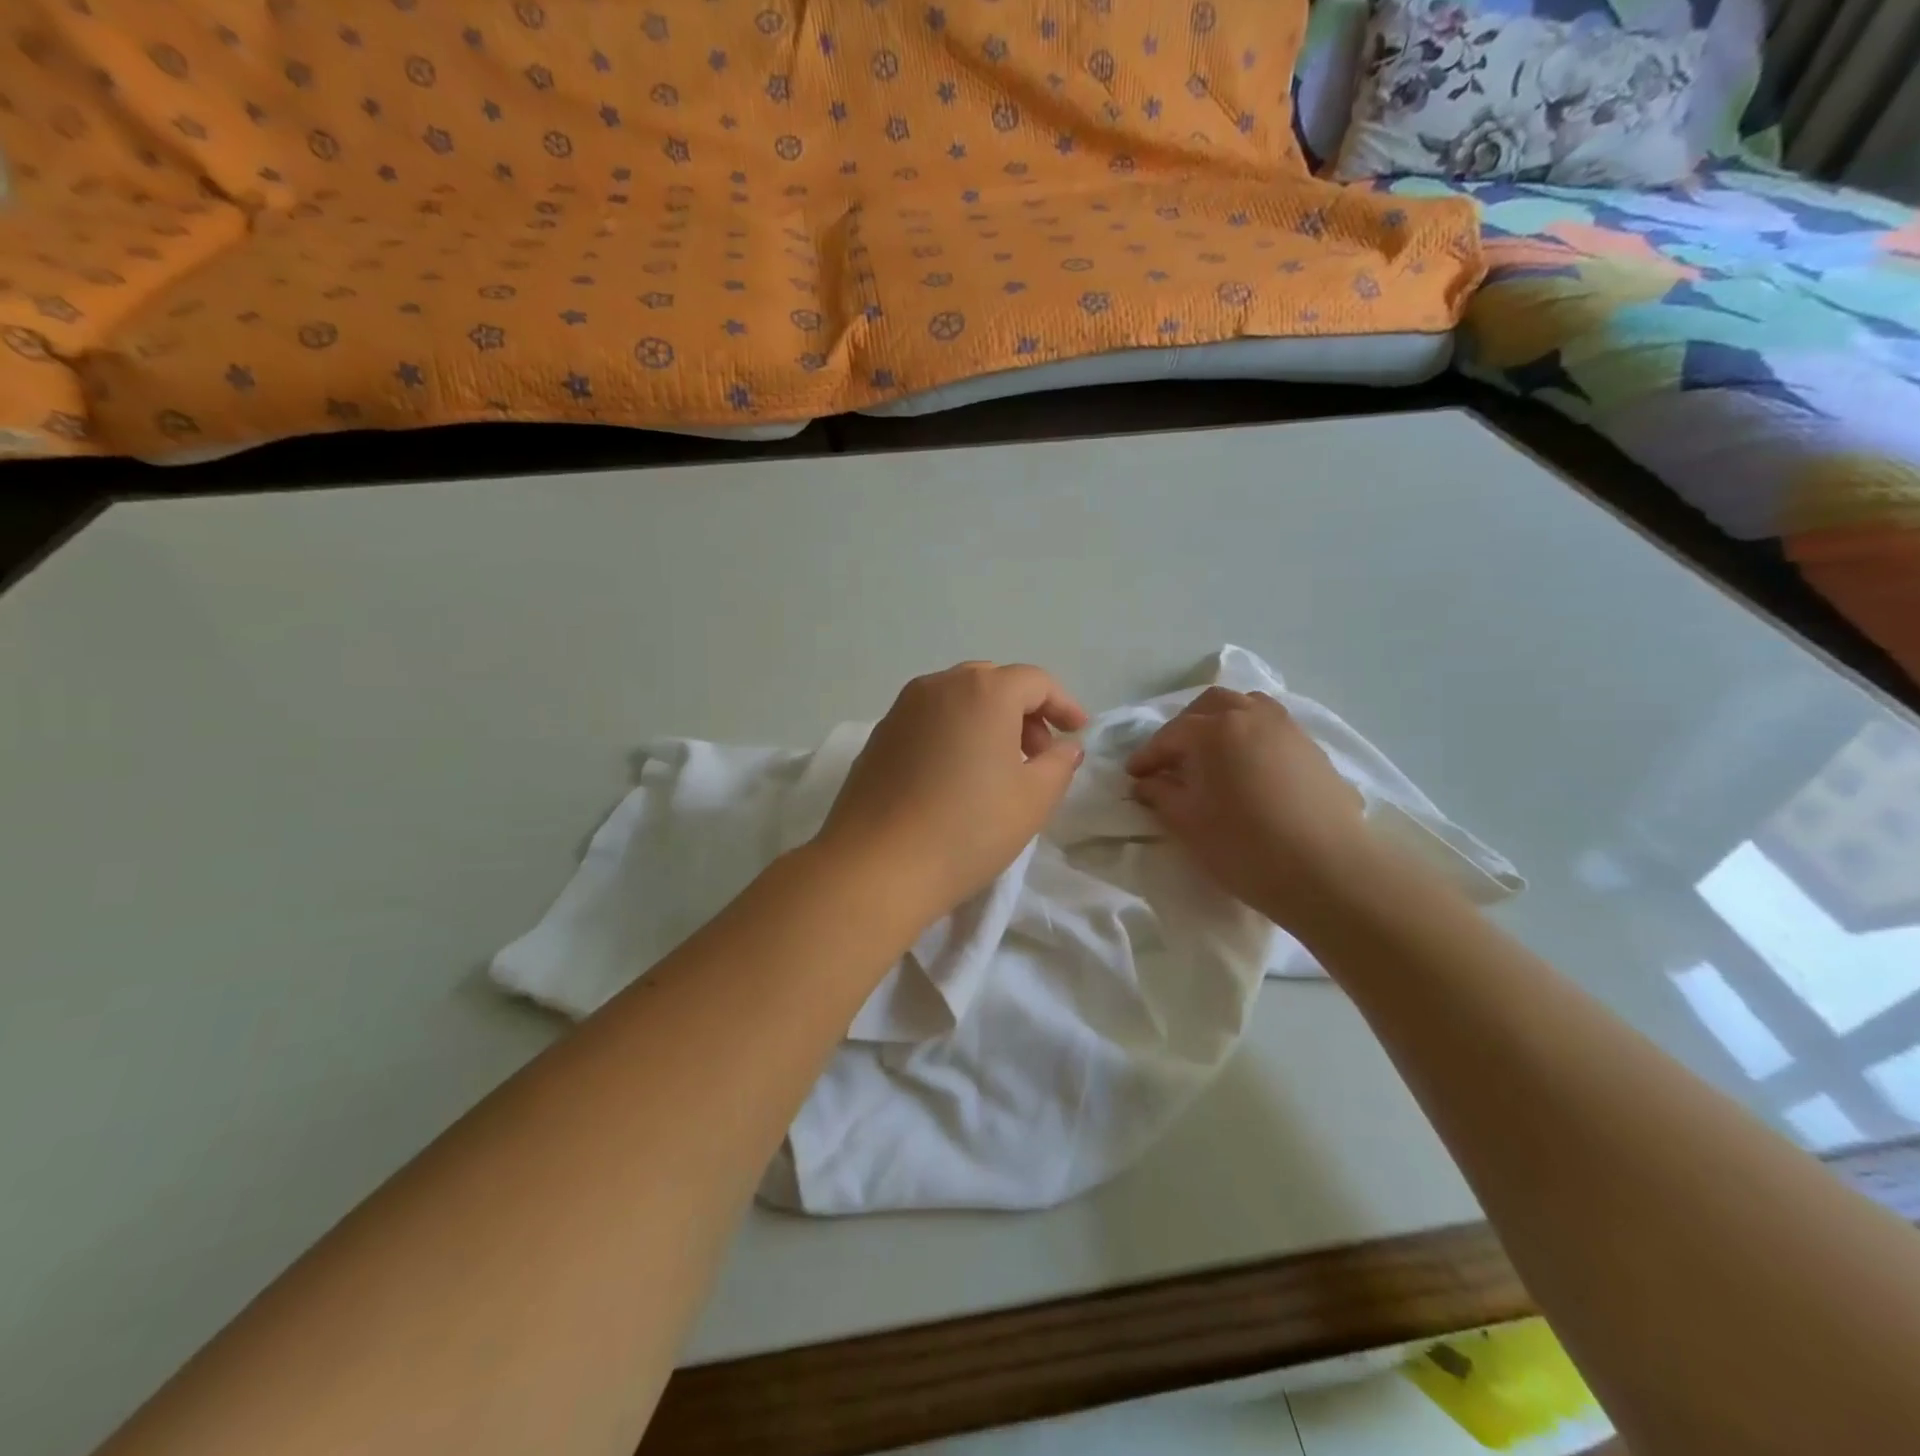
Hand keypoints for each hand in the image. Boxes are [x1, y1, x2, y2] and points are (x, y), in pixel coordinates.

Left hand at [816, 662, 1087, 924]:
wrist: (876, 866)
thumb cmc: (968, 829)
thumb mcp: (1033, 801)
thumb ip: (1059, 765)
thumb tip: (1065, 747)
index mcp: (983, 691)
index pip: (1035, 682)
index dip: (1063, 704)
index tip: (1077, 733)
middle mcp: (939, 686)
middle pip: (993, 683)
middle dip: (1024, 712)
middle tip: (1037, 755)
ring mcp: (902, 708)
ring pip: (957, 699)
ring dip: (987, 721)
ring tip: (997, 769)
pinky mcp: (879, 735)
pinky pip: (929, 720)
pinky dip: (953, 733)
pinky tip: (955, 777)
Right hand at [1126, 687, 1374, 926]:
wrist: (1328, 872)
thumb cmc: (1245, 847)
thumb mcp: (1188, 823)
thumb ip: (1160, 795)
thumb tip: (1146, 783)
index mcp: (1214, 730)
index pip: (1170, 735)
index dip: (1147, 756)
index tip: (1133, 776)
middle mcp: (1251, 716)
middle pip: (1210, 706)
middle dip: (1185, 727)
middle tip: (1172, 758)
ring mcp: (1288, 729)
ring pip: (1248, 707)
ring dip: (1223, 722)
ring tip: (1213, 754)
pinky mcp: (1313, 750)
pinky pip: (1273, 728)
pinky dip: (1252, 737)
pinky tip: (1249, 769)